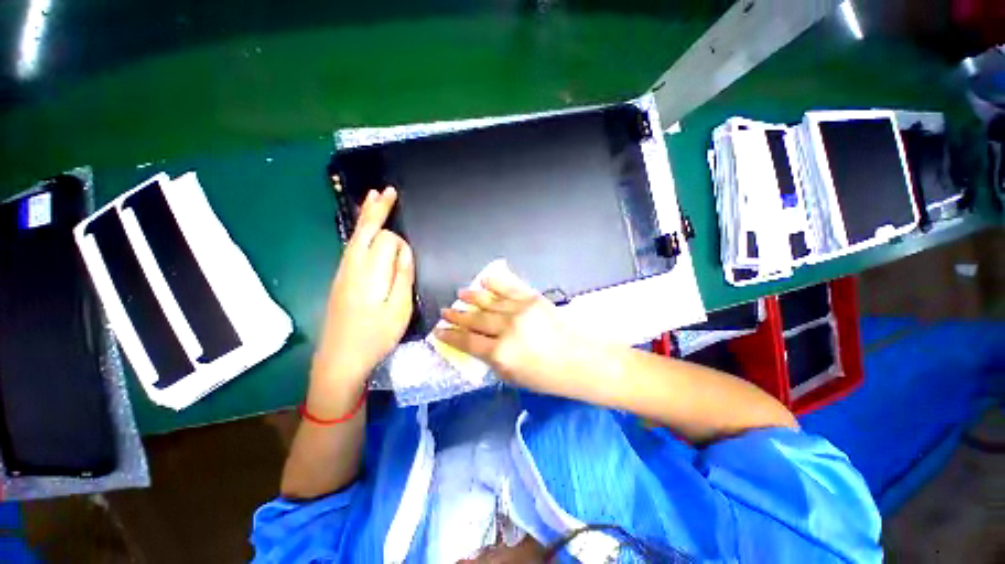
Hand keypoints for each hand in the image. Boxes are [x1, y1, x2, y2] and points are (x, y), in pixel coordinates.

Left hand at [310, 187, 413, 409]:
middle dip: (376, 209)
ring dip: (366, 216)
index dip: (400, 245)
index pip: (386, 240)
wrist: (339, 359)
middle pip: (363, 229)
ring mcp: (343, 272)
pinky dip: (360, 231)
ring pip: (355, 236)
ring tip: (374, 199)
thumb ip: (402, 275)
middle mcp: (351, 265)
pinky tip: (366, 230)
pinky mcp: (340, 280)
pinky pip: (351, 247)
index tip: (407, 262)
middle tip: (386, 191)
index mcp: (368, 271)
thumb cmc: (375, 336)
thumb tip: (403, 250)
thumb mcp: (399, 308)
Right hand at [434, 265, 590, 397]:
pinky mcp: (533, 298)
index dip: (450, 336)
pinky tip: (483, 279)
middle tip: (445, 311)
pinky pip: (509, 287)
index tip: (438, 331)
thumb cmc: (550, 377)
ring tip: (459, 294)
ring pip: (489, 301)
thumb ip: (493, 361)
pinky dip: (494, 282)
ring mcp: (520, 310)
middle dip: (457, 316)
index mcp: (501, 354)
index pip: (467, 342)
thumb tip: (478, 346)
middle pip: (475, 320)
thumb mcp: (515, 378)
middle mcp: (507, 329)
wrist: (584, 360)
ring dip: (472, 297)